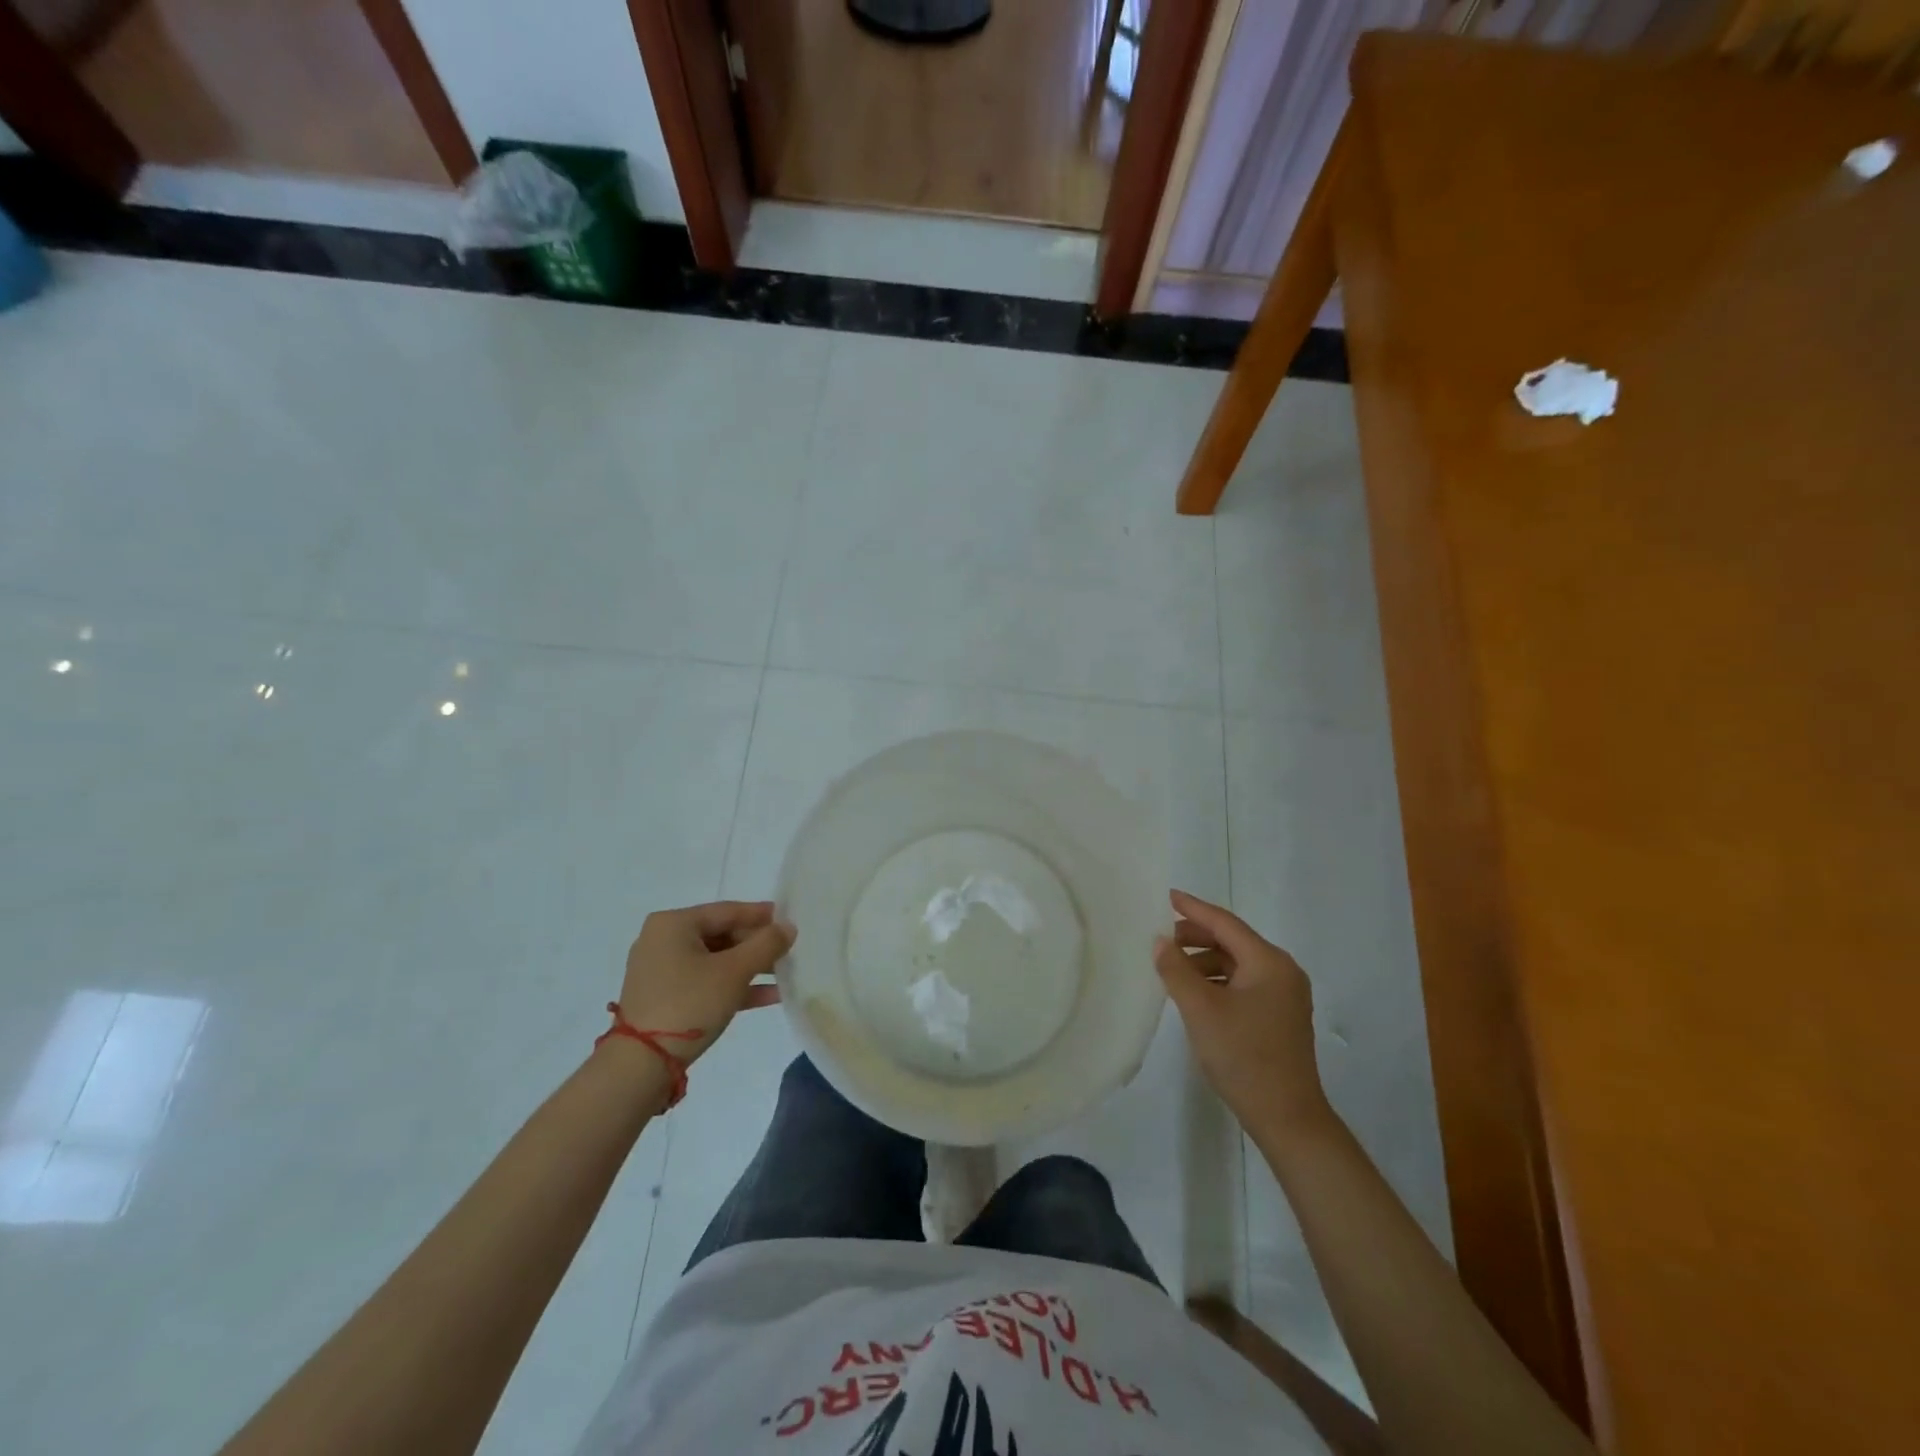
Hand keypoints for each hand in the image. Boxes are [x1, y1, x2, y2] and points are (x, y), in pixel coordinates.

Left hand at [616, 900, 794, 1067]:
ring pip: (715, 960)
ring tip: (784, 974)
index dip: (762, 915)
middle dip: (757, 946)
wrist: (641, 1065)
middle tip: (789, 951)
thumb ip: (766, 944)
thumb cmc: (689, 1004)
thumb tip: (788, 927)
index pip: (727, 911)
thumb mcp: (734, 971)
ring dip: (749, 968)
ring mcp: (660, 970)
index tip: (790, 920)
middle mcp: (662, 940)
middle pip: (721, 935)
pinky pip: (705, 981)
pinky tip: (767, 996)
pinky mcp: (663, 997)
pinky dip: (732, 986)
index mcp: (673, 924)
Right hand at [1153, 889, 1331, 1136]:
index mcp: (1269, 962)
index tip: (1167, 896)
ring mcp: (1285, 996)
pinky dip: (1217, 980)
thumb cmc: (1243, 1056)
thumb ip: (1176, 969)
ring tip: (1172, 968)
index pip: (1225, 923)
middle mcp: (1282, 972)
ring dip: (1204, 960)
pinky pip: (1244, 984)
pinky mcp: (1280, 1017)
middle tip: (1161, 938)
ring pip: (1237, 964)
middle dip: (1196, 936)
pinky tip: (1195, 993)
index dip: (1193, 909)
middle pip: (1233, 941)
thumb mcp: (1200, 1009)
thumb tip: (1160, 941)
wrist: (1287, 1118)